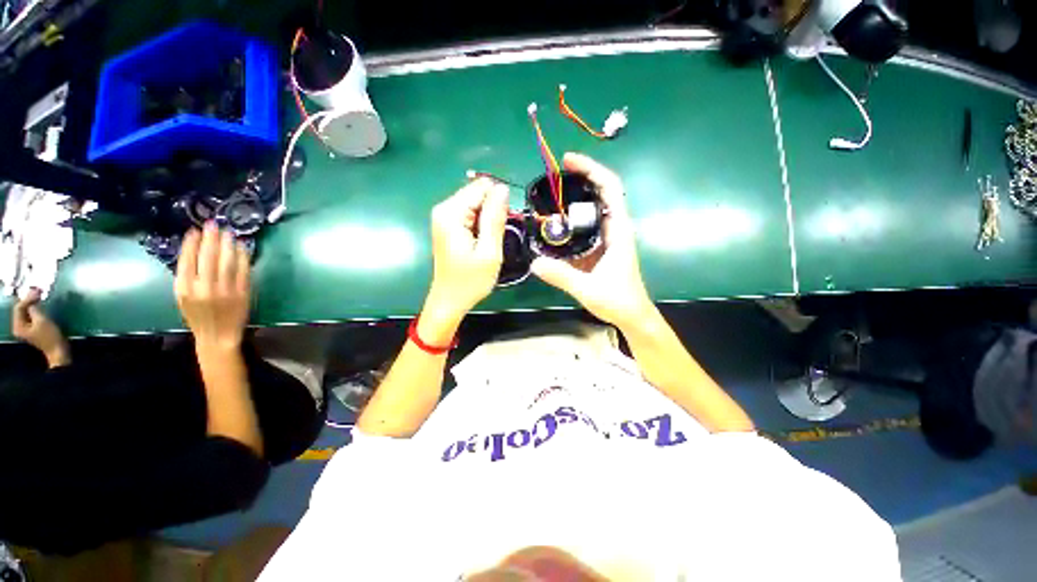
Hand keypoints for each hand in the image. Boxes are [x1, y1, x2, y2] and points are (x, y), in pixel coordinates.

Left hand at [12, 288, 69, 367]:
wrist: (58, 350)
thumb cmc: (50, 336)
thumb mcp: (42, 321)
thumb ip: (34, 310)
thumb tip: (32, 300)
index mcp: (18, 325)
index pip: (19, 307)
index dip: (27, 298)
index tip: (37, 290)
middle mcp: (19, 326)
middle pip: (21, 309)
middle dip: (29, 300)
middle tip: (38, 291)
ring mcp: (26, 328)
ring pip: (26, 311)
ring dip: (32, 303)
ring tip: (39, 296)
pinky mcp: (32, 328)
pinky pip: (31, 315)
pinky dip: (35, 309)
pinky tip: (40, 305)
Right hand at [175, 222, 251, 352]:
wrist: (218, 336)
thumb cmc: (198, 316)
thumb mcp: (182, 298)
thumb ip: (186, 277)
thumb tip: (193, 251)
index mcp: (184, 289)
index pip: (187, 260)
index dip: (191, 243)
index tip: (195, 230)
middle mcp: (203, 288)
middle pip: (207, 257)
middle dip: (210, 238)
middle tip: (214, 224)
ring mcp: (225, 290)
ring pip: (227, 261)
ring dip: (228, 244)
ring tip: (228, 232)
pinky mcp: (242, 292)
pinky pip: (243, 270)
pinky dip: (243, 256)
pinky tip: (242, 246)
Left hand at [424, 177, 508, 324]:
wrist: (450, 300)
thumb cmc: (470, 281)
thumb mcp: (489, 252)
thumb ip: (495, 218)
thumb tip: (502, 189)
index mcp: (451, 213)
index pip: (481, 187)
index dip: (499, 202)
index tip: (504, 223)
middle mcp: (443, 209)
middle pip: (477, 193)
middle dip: (493, 210)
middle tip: (496, 236)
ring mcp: (444, 217)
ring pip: (475, 203)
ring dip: (488, 218)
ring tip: (490, 241)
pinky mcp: (447, 225)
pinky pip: (470, 213)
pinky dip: (481, 224)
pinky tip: (483, 241)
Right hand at [531, 153, 654, 330]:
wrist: (632, 315)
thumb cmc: (618, 301)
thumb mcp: (587, 289)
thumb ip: (561, 276)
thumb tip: (534, 262)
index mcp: (618, 231)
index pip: (610, 189)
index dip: (591, 169)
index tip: (568, 161)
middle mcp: (615, 228)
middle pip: (601, 191)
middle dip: (580, 177)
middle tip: (553, 176)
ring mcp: (608, 237)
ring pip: (593, 207)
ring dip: (575, 196)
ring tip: (550, 194)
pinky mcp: (601, 246)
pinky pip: (586, 225)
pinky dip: (572, 217)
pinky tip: (555, 222)